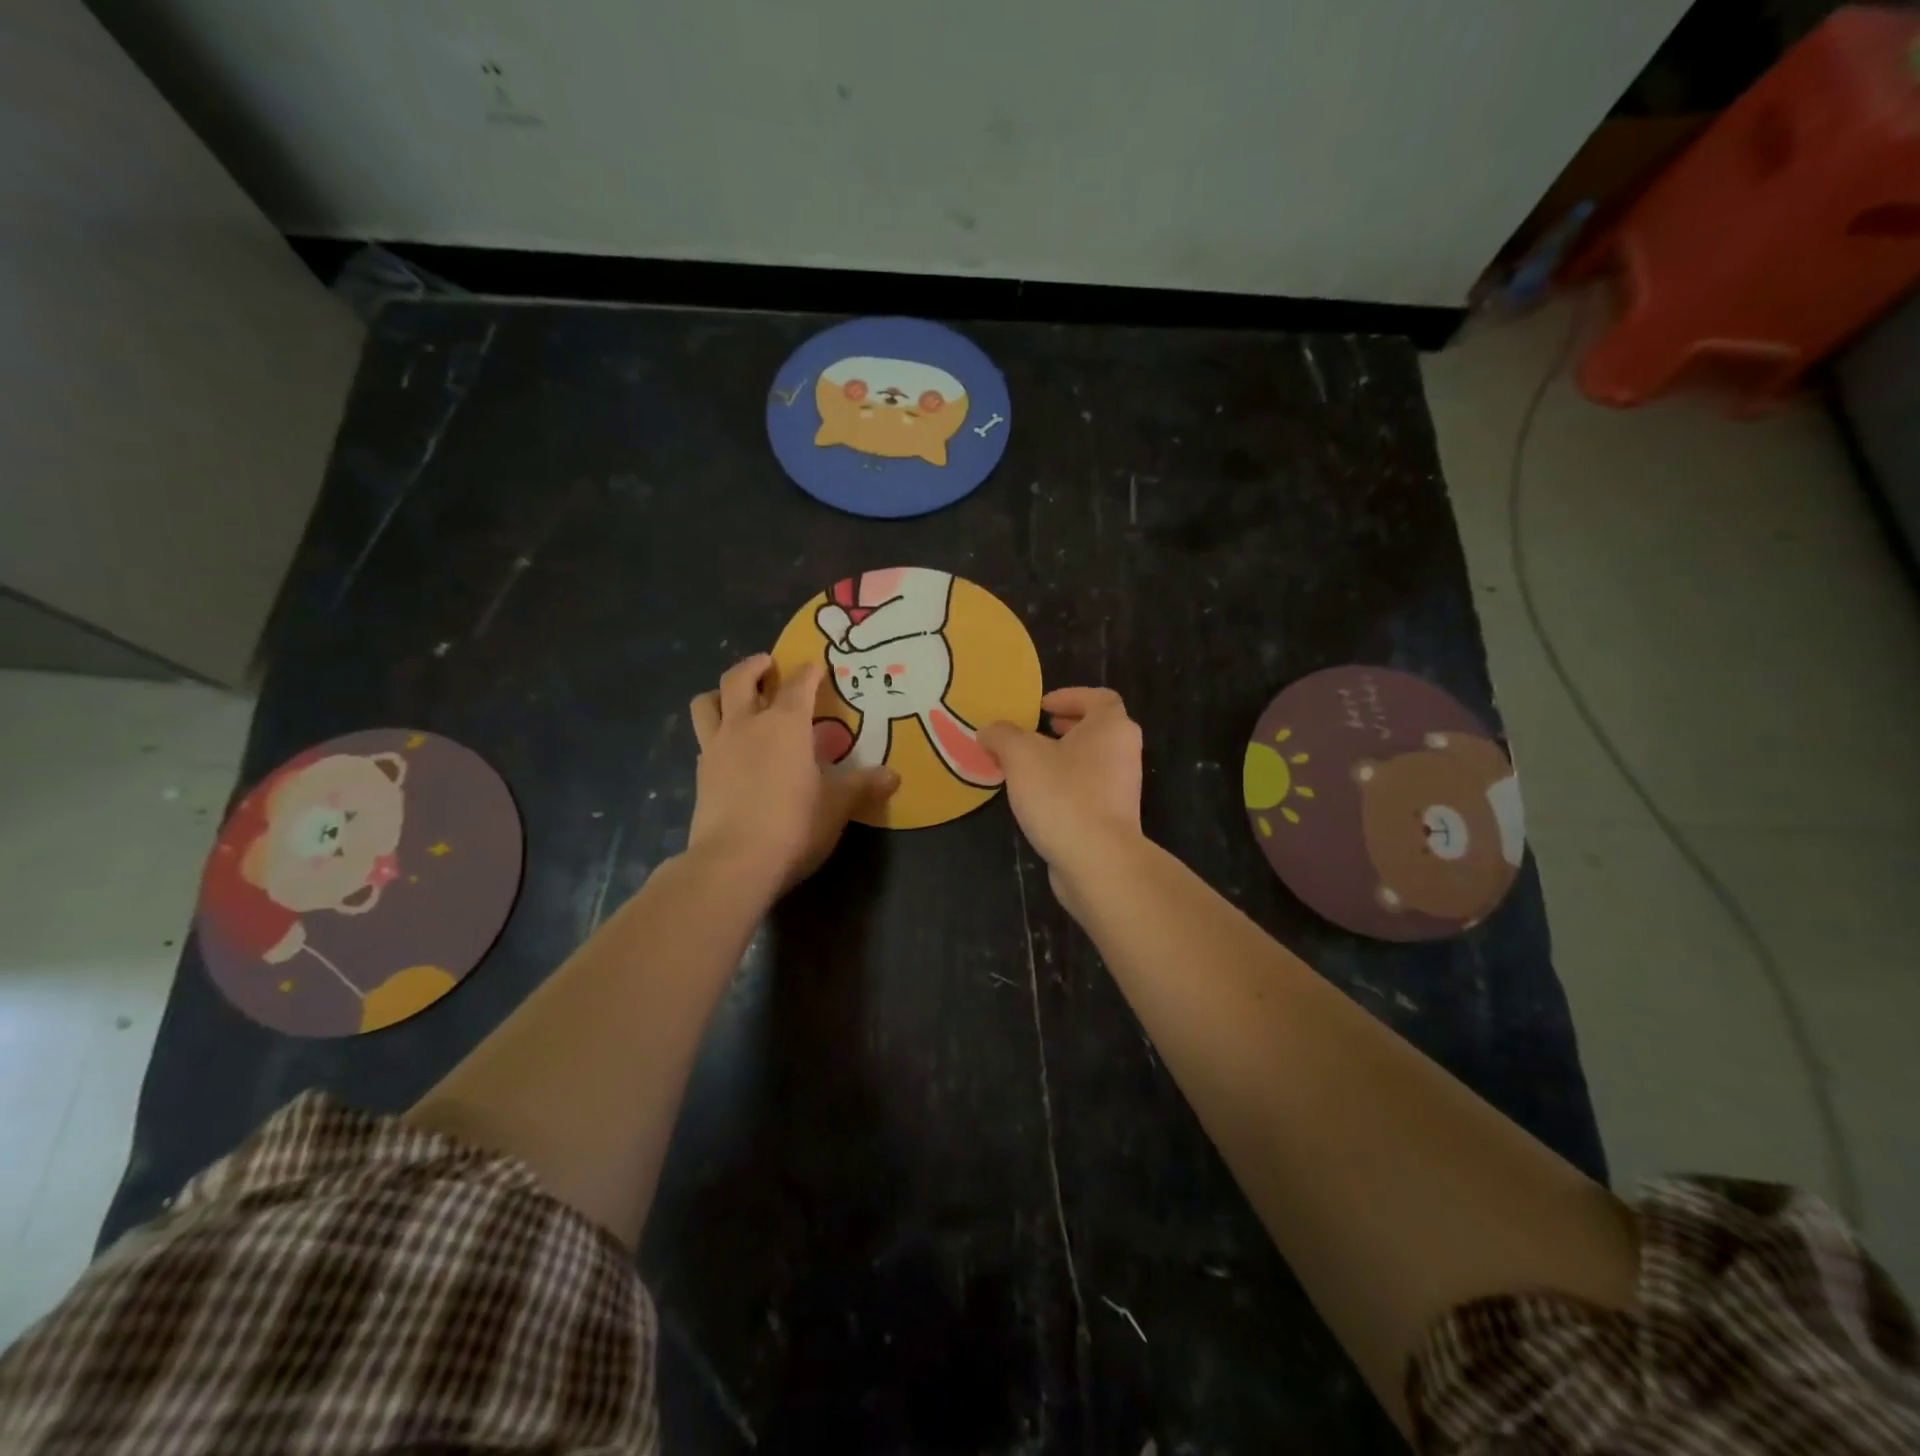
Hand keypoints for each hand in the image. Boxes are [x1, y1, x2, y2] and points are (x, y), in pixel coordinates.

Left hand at [688, 655, 897, 895]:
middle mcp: (746, 725)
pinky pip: (704, 739)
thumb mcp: (837, 805)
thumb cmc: (794, 824)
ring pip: (706, 703)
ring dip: (720, 693)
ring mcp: (716, 748)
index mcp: (785, 724)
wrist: (734, 861)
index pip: (798, 685)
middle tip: (767, 665)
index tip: (816, 666)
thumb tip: (894, 775)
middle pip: (739, 679)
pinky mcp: (700, 775)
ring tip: (733, 699)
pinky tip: (728, 749)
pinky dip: (714, 733)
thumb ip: (863, 786)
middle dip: (754, 666)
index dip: (809, 672)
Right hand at [980, 688, 1143, 907]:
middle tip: (1037, 731)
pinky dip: (1066, 786)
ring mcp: (1122, 788)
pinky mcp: (1114, 818)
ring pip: (1092, 761)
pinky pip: (1089, 790)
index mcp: (1111, 727)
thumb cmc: (1062, 795)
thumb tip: (989, 731)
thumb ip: (1002, 736)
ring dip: (1063, 758)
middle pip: (1098, 729)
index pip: (1099, 698)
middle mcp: (1124, 752)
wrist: (1097, 860)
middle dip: (1066, 727)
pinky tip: (1038, 799)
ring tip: (1028, 766)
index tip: (1042, 707)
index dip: (1070, 697)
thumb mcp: (1021, 755)